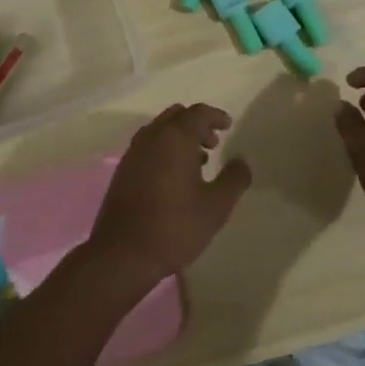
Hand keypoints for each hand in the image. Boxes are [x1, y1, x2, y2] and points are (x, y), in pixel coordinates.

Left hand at [88, 104, 251, 288]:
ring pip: (160, 130)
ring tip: (198, 161)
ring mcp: (133, 152)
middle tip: (213, 143)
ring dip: (180, 136)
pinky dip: (164, 148)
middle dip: (197, 124)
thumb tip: (242, 161)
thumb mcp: (215, 206)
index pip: (198, 112)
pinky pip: (148, 145)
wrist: (122, 253)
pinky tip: (175, 176)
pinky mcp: (123, 169)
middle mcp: (151, 137)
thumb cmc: (175, 226)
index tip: (228, 126)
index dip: (215, 115)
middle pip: (176, 116)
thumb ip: (234, 179)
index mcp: (175, 138)